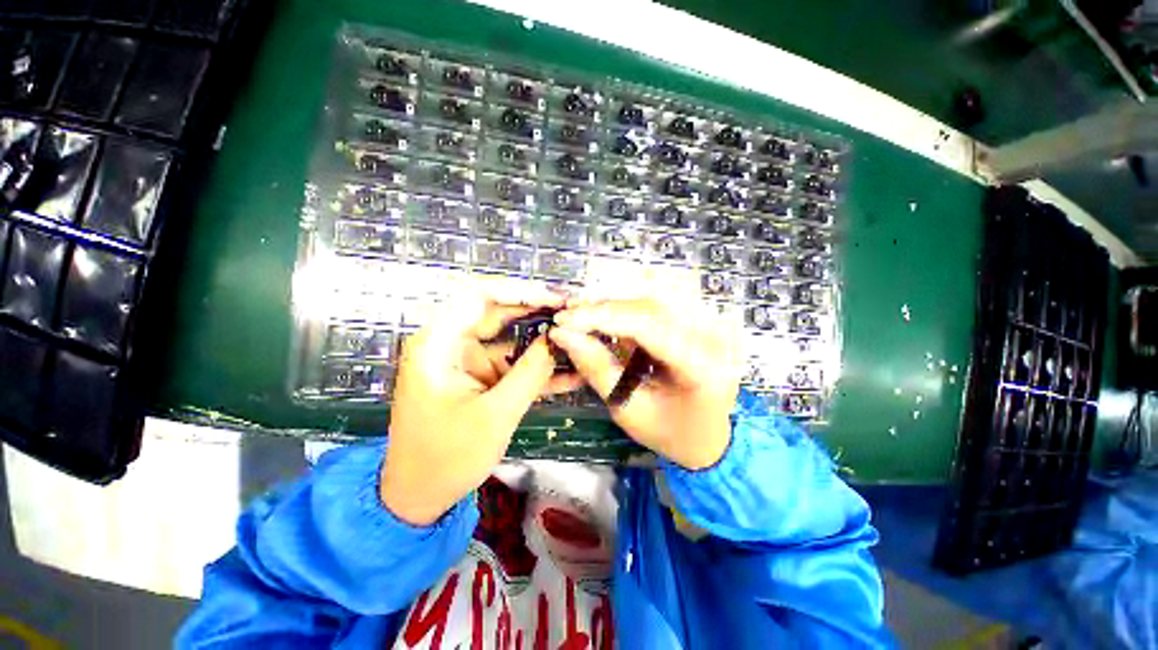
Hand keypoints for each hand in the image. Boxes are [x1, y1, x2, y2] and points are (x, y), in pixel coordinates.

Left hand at [381, 284, 572, 525]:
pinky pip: (512, 363)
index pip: (478, 296)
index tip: (554, 300)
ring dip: (542, 341)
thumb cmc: (446, 458)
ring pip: (510, 338)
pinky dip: (537, 367)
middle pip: (498, 313)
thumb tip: (558, 339)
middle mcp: (451, 343)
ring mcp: (467, 361)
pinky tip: (568, 371)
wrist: (420, 497)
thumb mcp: (495, 415)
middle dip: (537, 313)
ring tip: (577, 337)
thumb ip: (529, 373)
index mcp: (439, 343)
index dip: (519, 291)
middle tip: (573, 314)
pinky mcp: (480, 377)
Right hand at [549, 298, 742, 469]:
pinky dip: (630, 308)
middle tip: (569, 312)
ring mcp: (713, 325)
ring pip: (654, 297)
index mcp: (702, 368)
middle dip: (604, 307)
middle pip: (651, 305)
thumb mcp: (627, 409)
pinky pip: (662, 302)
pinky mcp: (703, 320)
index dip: (601, 317)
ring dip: (615, 304)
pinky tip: (609, 317)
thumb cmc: (667, 431)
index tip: (564, 319)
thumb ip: (597, 368)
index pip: (647, 325)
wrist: (706, 436)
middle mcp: (715, 338)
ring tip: (584, 314)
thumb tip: (563, 334)